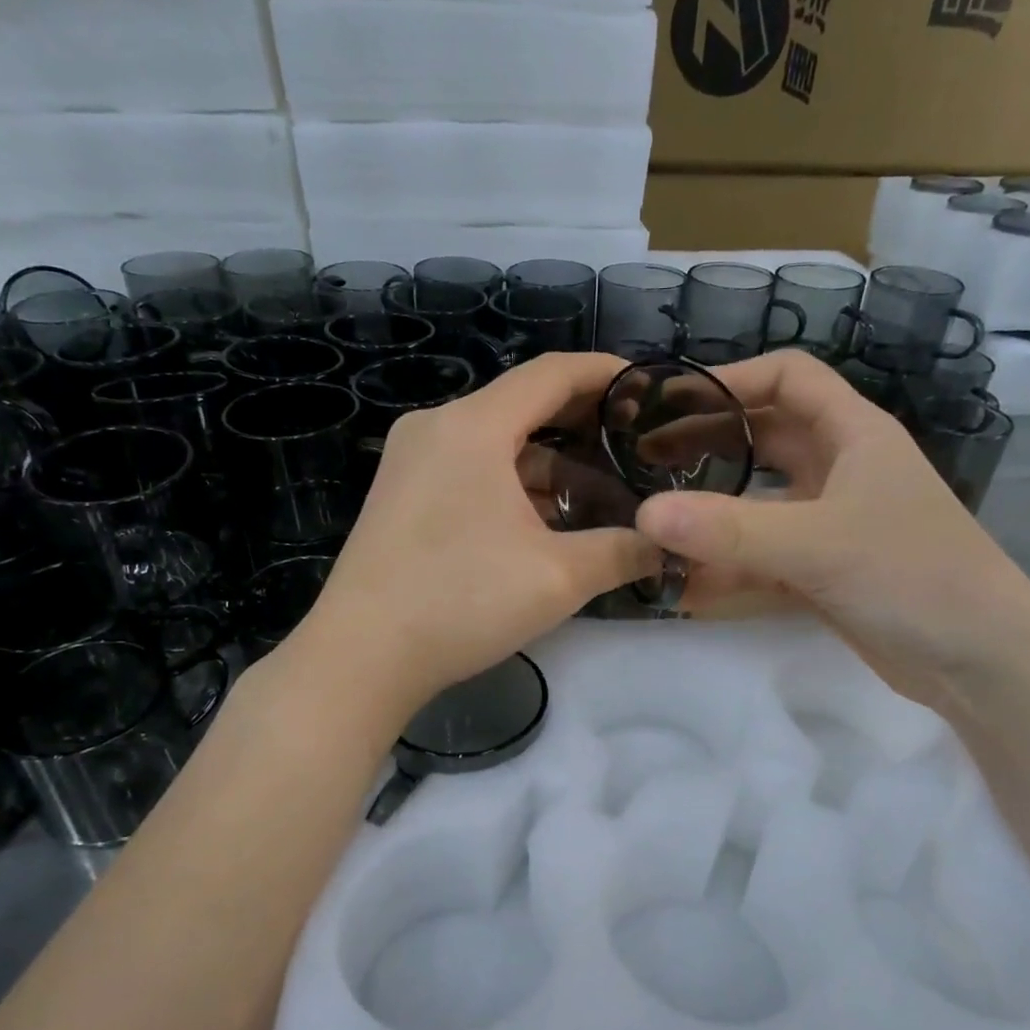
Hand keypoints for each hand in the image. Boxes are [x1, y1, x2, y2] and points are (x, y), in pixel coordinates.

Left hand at [295, 353, 659, 716]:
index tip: (649, 388)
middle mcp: (436, 428)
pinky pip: (469, 470)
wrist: (361, 656)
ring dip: (548, 465)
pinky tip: (544, 522)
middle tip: (634, 447)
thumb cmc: (462, 601)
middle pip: (522, 405)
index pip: (551, 373)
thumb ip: (624, 551)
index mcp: (473, 426)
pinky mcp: (401, 496)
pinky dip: (511, 485)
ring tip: (599, 496)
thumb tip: (668, 545)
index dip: (606, 374)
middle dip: (582, 424)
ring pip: (496, 444)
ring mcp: (411, 462)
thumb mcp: (559, 577)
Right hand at [632, 350, 1029, 705]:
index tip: (671, 402)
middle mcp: (841, 470)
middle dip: (706, 443)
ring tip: (653, 522)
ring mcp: (831, 523)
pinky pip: (763, 556)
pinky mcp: (824, 570)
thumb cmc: (913, 575)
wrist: (981, 662)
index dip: (731, 380)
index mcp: (854, 434)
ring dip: (710, 511)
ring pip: (758, 501)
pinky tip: (684, 585)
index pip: (789, 378)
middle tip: (645, 461)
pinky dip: (727, 567)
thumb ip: (729, 531)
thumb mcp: (818, 544)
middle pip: (763, 438)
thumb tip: (644, 515)